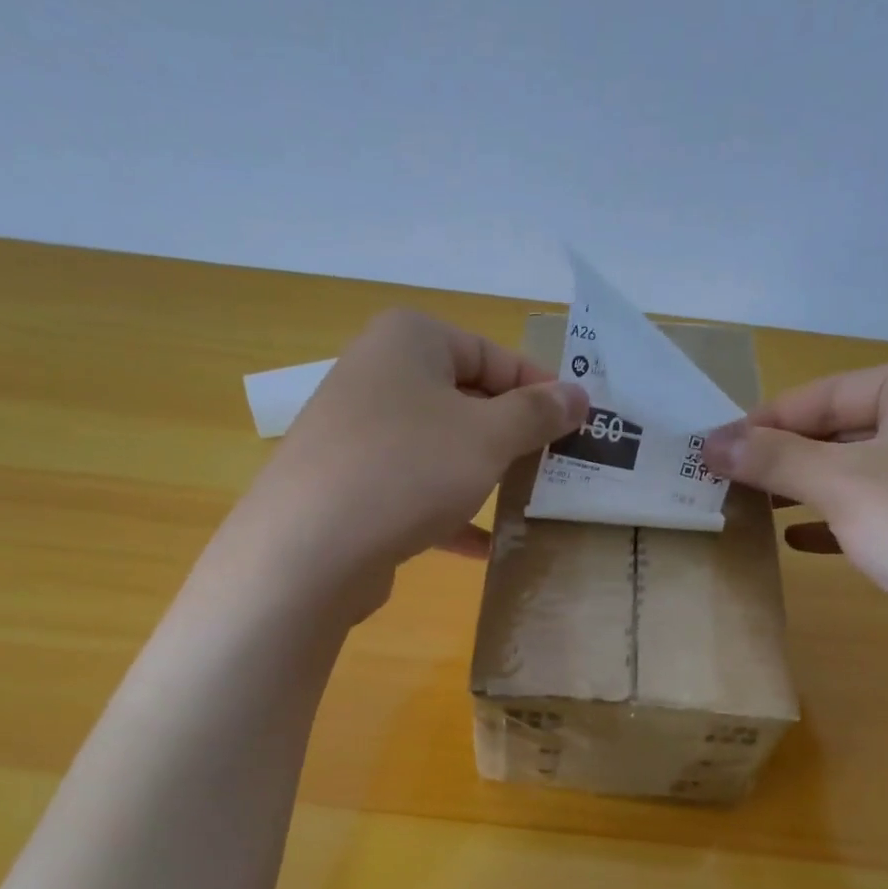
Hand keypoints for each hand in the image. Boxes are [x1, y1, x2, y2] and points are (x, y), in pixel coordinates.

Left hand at [229, 308, 586, 617]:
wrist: (310, 547)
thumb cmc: (409, 470)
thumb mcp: (488, 437)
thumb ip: (537, 414)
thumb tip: (577, 395)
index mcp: (410, 341)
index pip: (493, 354)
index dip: (540, 389)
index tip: (577, 425)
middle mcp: (378, 375)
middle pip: (465, 399)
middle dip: (513, 436)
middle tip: (557, 466)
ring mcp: (359, 432)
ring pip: (440, 447)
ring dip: (484, 475)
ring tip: (527, 502)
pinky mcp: (351, 483)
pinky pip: (414, 489)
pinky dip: (449, 511)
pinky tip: (484, 546)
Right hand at [700, 353, 887, 655]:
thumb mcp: (840, 485)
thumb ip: (773, 459)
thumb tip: (710, 443)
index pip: (827, 393)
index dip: (764, 422)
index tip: (714, 450)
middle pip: (847, 428)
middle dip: (787, 459)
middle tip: (731, 482)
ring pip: (866, 468)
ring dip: (810, 489)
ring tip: (758, 508)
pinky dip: (844, 517)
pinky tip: (800, 539)